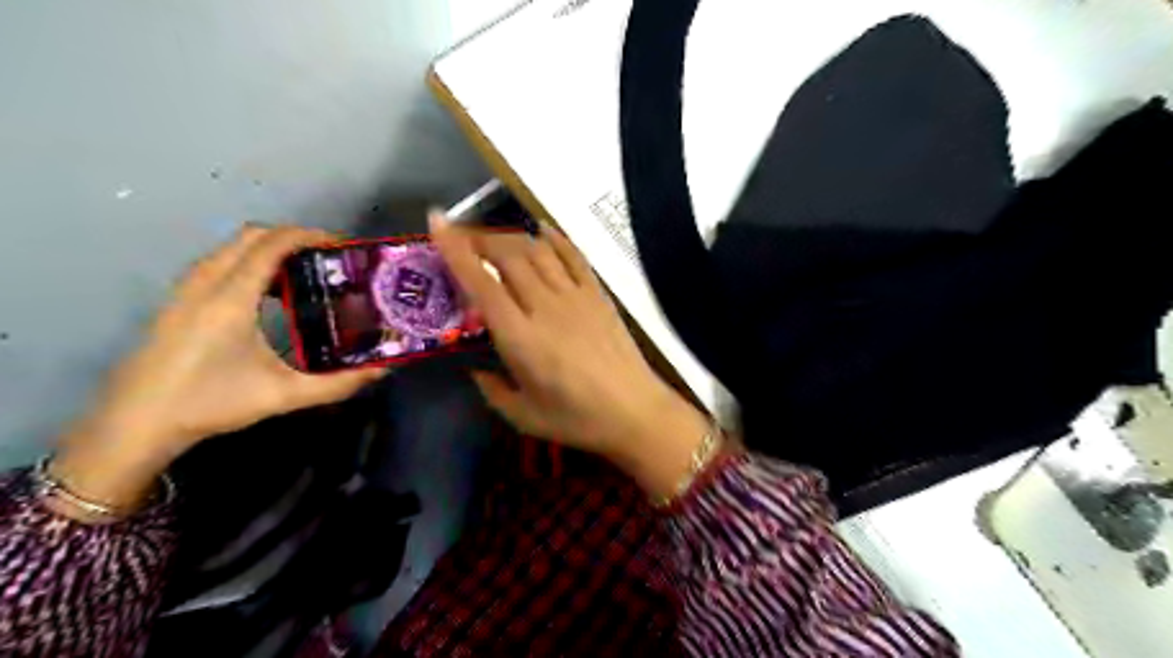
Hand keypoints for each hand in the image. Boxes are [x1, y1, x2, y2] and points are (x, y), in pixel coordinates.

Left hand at [52, 226, 383, 512]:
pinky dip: (248, 262)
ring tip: (303, 272)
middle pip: (250, 236)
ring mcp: (186, 290)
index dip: (308, 236)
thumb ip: (338, 384)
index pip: (271, 245)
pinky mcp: (177, 302)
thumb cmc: (211, 403)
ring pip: (231, 248)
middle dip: (292, 237)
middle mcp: (206, 283)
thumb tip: (382, 371)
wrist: (135, 424)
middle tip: (326, 257)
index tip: (341, 245)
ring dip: (268, 248)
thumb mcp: (283, 395)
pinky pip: (218, 263)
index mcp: (231, 298)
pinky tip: (267, 294)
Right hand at [430, 213, 704, 494]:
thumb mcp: (523, 417)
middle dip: (481, 240)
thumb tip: (476, 371)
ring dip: (512, 238)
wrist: (635, 411)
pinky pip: (574, 256)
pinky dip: (555, 239)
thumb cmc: (577, 419)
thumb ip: (493, 390)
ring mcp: (575, 296)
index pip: (481, 283)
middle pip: (508, 256)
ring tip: (496, 240)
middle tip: (465, 241)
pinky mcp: (598, 295)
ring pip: (538, 251)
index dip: (456, 250)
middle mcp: (544, 306)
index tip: (438, 222)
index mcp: (520, 337)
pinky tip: (542, 231)